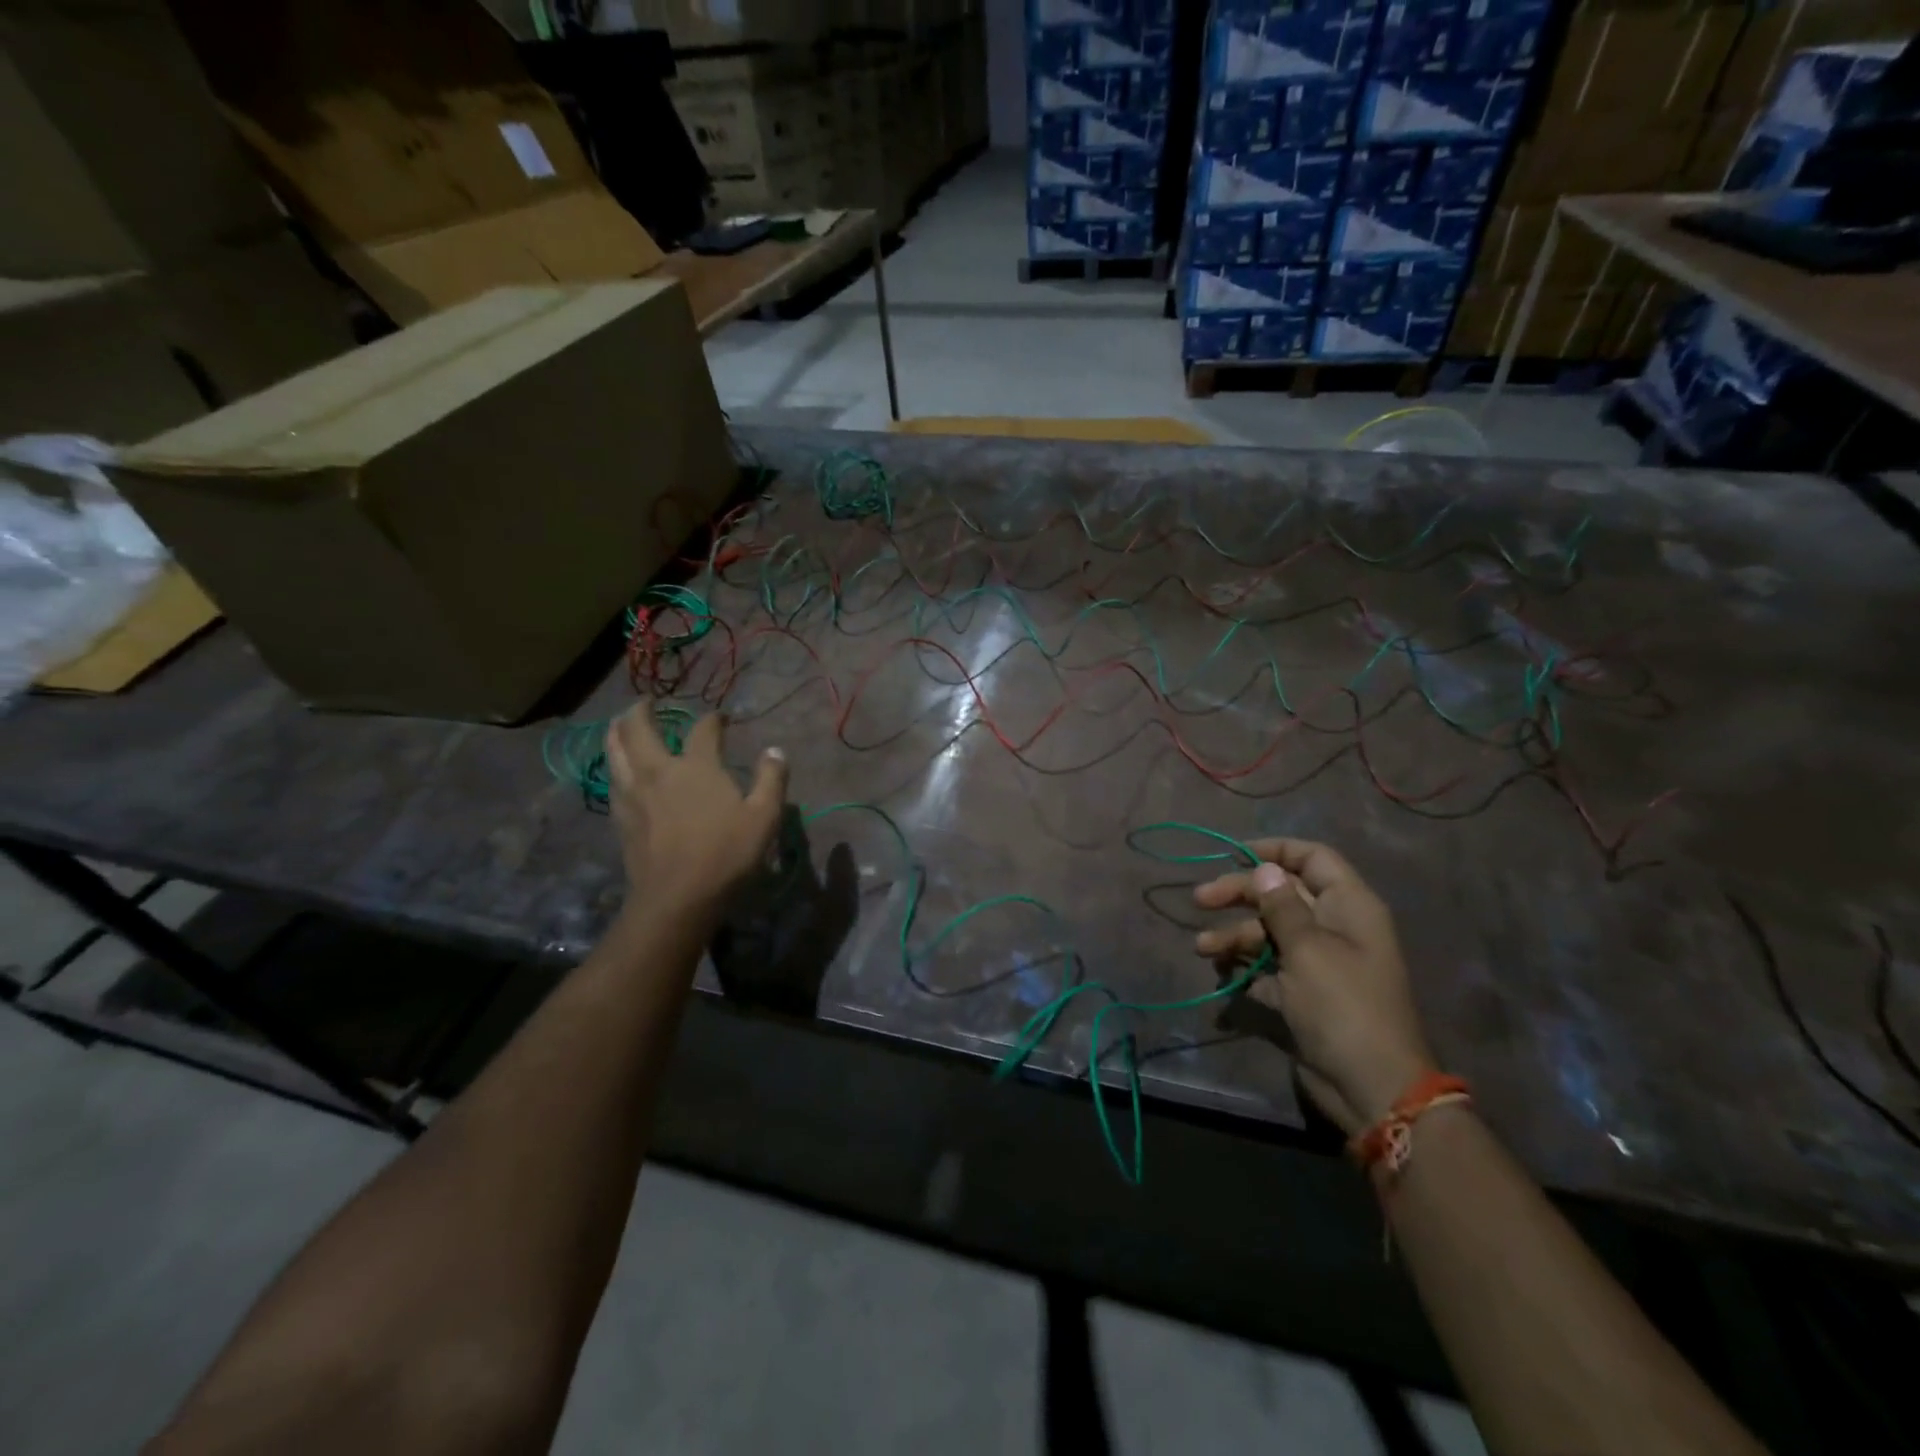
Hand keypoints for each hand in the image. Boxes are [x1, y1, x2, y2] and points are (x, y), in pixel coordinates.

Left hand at [604, 708, 787, 919]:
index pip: (703, 729)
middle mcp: (659, 771)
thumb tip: (775, 750)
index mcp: (696, 766)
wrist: (677, 898)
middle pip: (639, 728)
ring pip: (614, 750)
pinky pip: (612, 778)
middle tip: (647, 702)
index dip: (714, 719)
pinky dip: (615, 763)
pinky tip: (621, 769)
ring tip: (621, 724)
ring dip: (617, 731)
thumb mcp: (764, 817)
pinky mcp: (620, 816)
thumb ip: (772, 779)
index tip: (722, 718)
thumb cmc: (726, 854)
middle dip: (642, 710)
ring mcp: (634, 793)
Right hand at [1193, 838, 1434, 1134]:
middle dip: (1240, 894)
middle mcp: (1334, 927)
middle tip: (1200, 900)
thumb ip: (1282, 906)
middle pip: (1281, 894)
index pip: (1313, 858)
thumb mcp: (1308, 949)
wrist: (1371, 1088)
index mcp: (1348, 906)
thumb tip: (1265, 868)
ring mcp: (1318, 962)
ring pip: (1269, 932)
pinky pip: (1268, 968)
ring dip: (1235, 936)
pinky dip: (1245, 968)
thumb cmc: (1343, 1006)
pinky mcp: (1304, 994)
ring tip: (1203, 949)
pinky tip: (1222, 976)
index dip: (1274, 850)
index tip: (1232, 854)